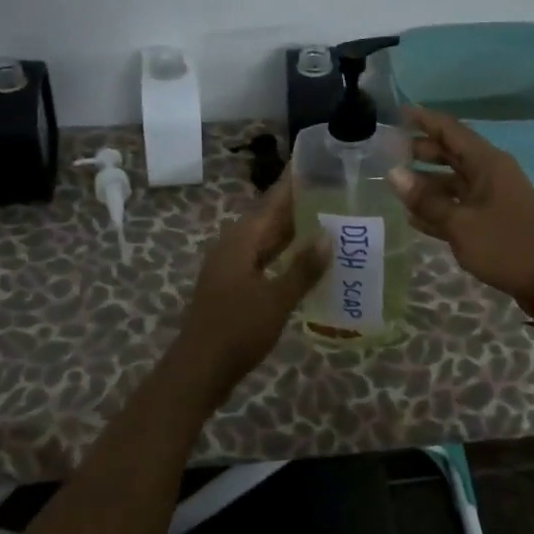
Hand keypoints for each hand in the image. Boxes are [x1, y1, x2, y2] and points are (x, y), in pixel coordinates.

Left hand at [175, 182, 329, 388]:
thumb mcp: (276, 299)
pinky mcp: (233, 288)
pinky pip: (263, 261)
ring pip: (266, 242)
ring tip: (327, 222)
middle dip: (298, 207)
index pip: (272, 202)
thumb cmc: (237, 330)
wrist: (200, 370)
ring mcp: (231, 268)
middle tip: (334, 192)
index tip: (315, 163)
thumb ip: (303, 267)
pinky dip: (284, 257)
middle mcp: (233, 247)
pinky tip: (306, 262)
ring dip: (292, 233)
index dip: (292, 184)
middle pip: (269, 219)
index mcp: (240, 240)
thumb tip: (328, 235)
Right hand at [390, 106, 533, 306]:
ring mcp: (492, 196)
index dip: (423, 120)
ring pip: (454, 180)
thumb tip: (394, 174)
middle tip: (389, 151)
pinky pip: (460, 204)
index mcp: (487, 163)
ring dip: (427, 181)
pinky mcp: (492, 219)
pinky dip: (439, 207)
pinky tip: (414, 216)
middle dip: (421, 150)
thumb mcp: (460, 223)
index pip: (450, 130)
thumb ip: (427, 199)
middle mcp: (490, 173)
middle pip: (451, 153)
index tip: (397, 114)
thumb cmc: (505, 245)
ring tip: (395, 184)